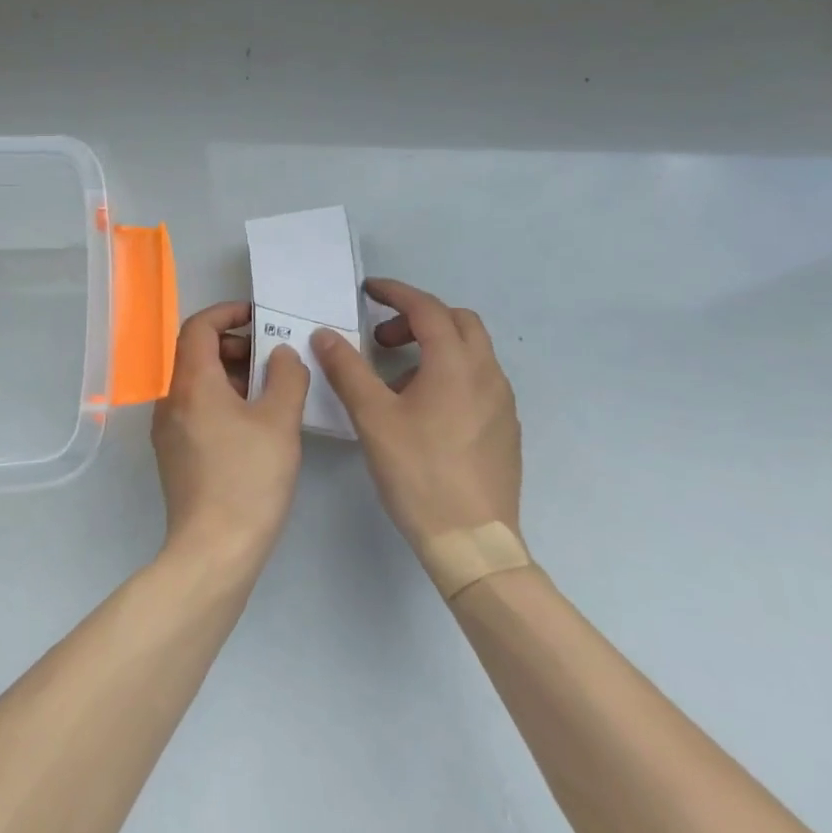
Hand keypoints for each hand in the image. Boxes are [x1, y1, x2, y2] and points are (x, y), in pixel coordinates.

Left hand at [151, 301, 309, 574]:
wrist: (212, 551)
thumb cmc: (248, 479)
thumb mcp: (279, 422)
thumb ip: (286, 377)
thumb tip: (281, 354)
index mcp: (191, 382)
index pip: (198, 326)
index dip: (227, 313)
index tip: (258, 318)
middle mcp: (171, 399)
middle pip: (196, 352)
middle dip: (234, 345)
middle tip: (272, 357)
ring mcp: (168, 428)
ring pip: (197, 382)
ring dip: (231, 373)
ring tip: (270, 390)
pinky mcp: (174, 453)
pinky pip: (195, 408)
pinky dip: (222, 399)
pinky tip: (253, 422)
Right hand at [311, 279, 522, 551]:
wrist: (472, 541)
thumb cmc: (418, 472)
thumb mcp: (372, 417)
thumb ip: (347, 369)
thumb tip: (326, 334)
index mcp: (456, 364)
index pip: (427, 308)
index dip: (396, 293)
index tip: (368, 291)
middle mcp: (487, 374)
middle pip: (457, 322)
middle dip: (418, 318)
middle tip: (381, 338)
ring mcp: (502, 402)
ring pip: (470, 352)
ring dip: (433, 347)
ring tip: (395, 379)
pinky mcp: (505, 429)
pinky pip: (477, 381)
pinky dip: (449, 374)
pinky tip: (423, 411)